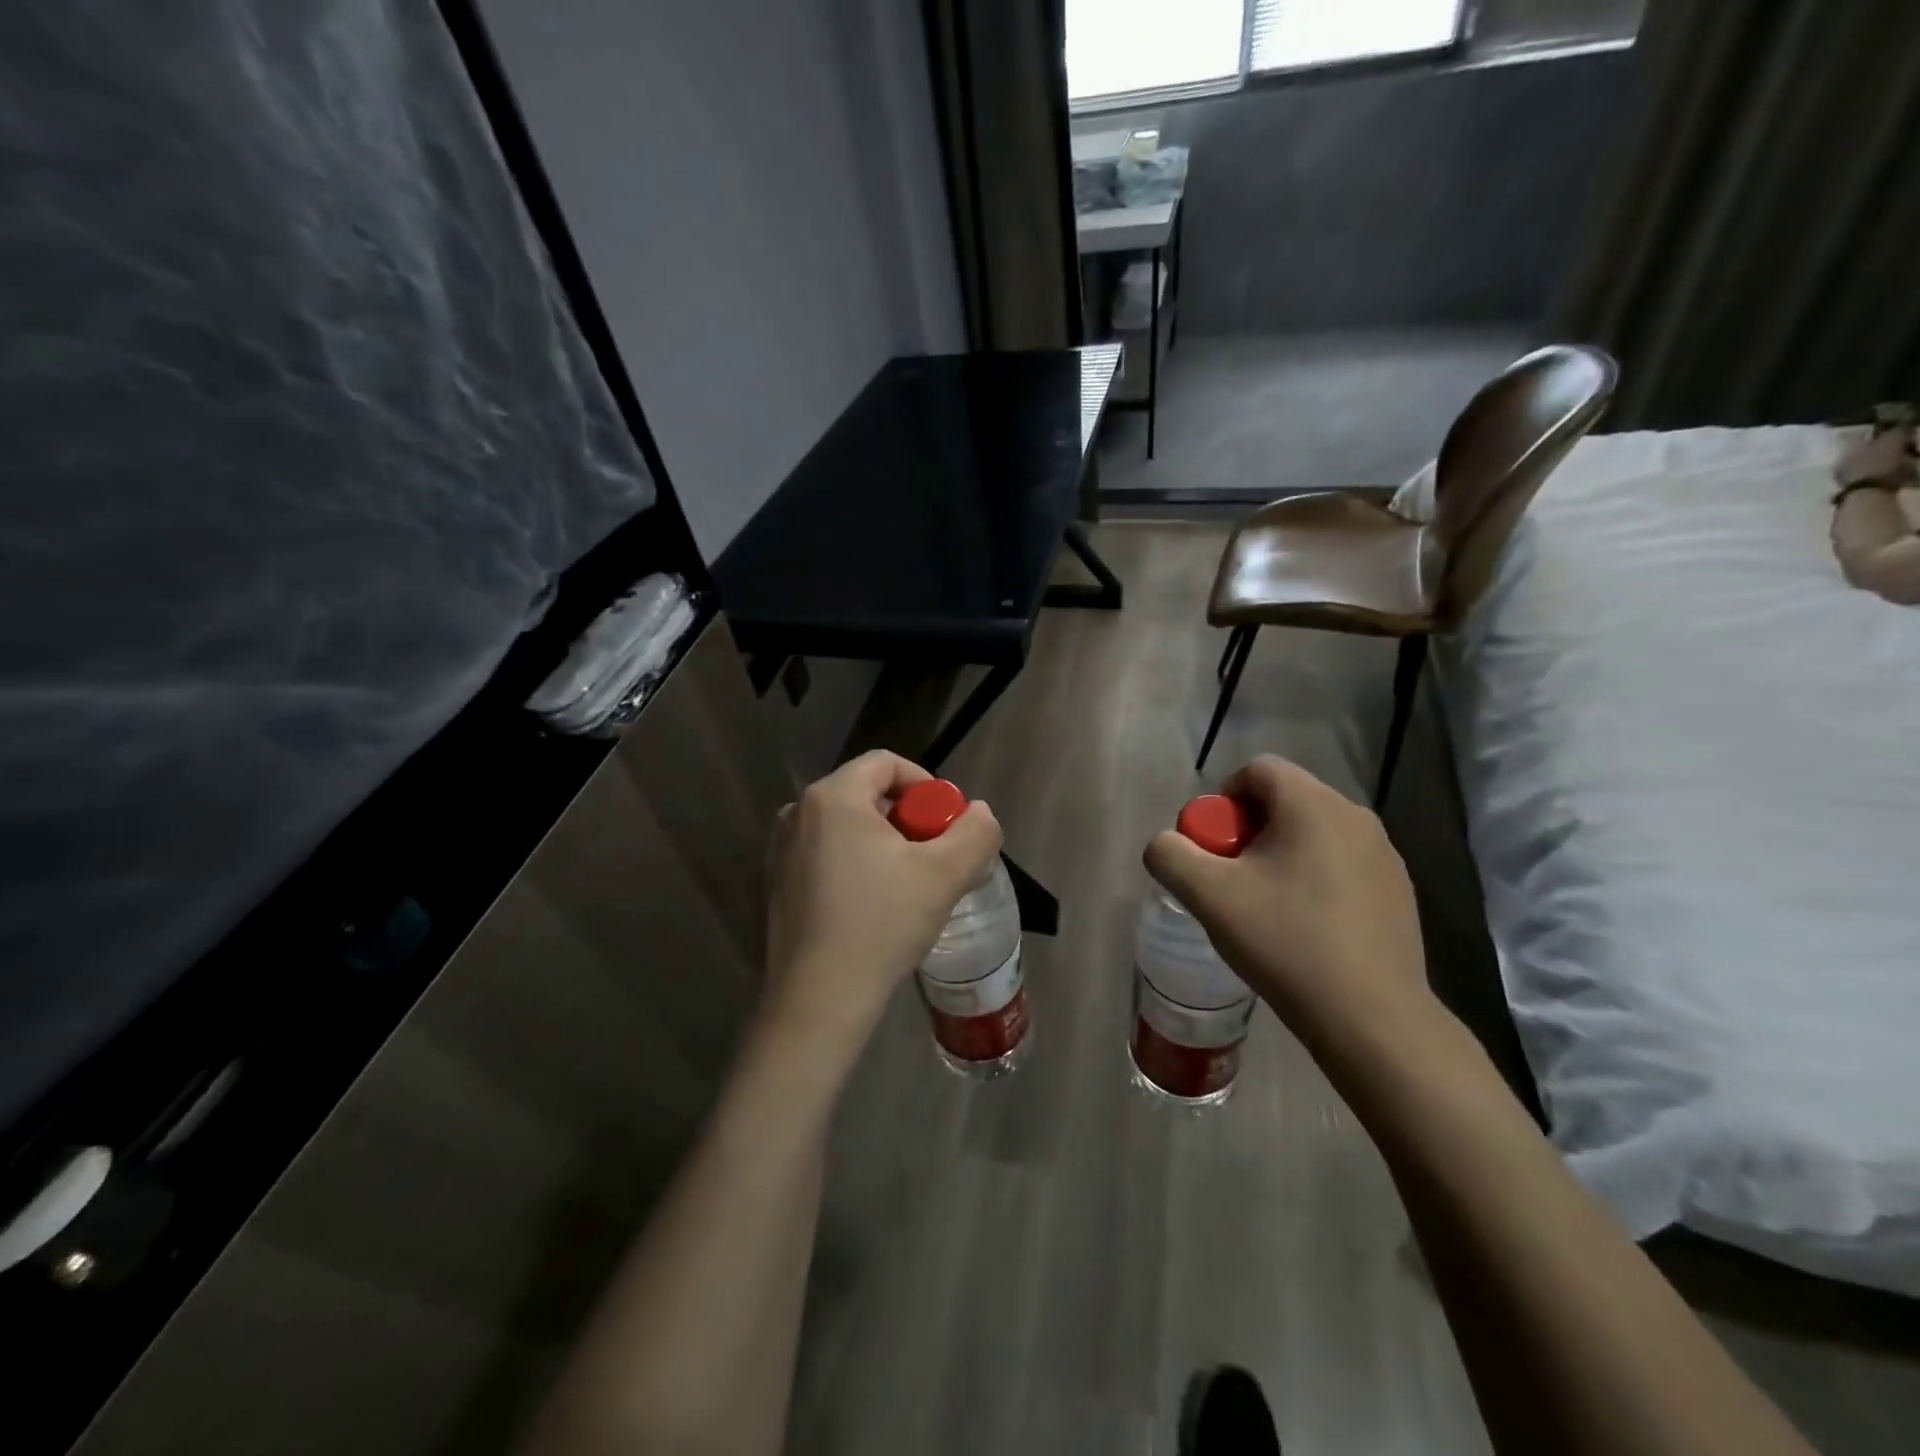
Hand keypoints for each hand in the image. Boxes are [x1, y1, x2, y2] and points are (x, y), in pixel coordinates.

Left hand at [763, 751, 1002, 1065]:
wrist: (819, 999)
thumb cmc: (881, 924)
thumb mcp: (945, 874)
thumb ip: (976, 832)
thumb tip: (979, 813)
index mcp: (832, 797)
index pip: (887, 763)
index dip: (926, 785)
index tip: (947, 824)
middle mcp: (798, 812)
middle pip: (867, 794)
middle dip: (909, 819)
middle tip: (934, 858)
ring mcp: (782, 850)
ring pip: (848, 827)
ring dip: (885, 844)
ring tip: (910, 885)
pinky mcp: (778, 883)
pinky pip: (828, 854)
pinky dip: (858, 865)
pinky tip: (875, 907)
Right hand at [1143, 755, 1432, 1050]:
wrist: (1371, 1018)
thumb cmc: (1286, 943)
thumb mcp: (1208, 896)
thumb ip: (1170, 855)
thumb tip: (1166, 844)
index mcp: (1312, 804)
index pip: (1257, 770)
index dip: (1223, 800)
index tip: (1213, 847)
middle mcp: (1355, 816)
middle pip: (1285, 800)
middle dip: (1248, 830)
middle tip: (1232, 879)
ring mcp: (1384, 854)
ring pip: (1314, 833)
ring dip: (1281, 855)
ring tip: (1266, 907)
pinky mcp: (1398, 890)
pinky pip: (1341, 863)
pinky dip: (1314, 878)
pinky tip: (1306, 927)